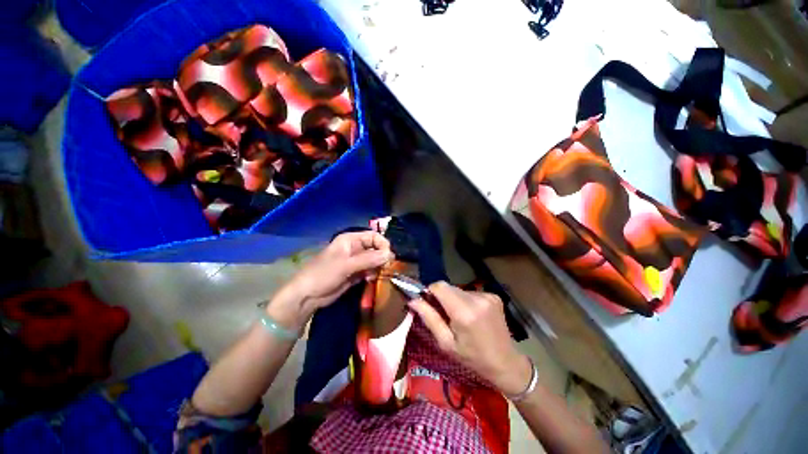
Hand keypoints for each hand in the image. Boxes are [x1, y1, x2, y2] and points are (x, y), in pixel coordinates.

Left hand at [268, 231, 393, 328]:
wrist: (307, 296)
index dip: (382, 244)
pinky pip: (369, 270)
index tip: (389, 256)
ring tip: (376, 275)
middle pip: (375, 248)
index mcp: (350, 240)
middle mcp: (355, 248)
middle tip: (386, 267)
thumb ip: (368, 259)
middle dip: (382, 257)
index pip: (373, 236)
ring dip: (378, 267)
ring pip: (374, 260)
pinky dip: (373, 274)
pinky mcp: (355, 274)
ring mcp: (355, 262)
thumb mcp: (346, 265)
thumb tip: (390, 255)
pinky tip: (370, 280)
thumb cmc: (323, 274)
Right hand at [409, 282, 532, 395]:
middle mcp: (476, 299)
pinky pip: (471, 293)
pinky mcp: (494, 296)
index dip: (430, 291)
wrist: (506, 363)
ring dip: (454, 299)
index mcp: (464, 312)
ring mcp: (487, 295)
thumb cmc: (472, 358)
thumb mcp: (446, 343)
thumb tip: (413, 300)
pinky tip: (472, 316)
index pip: (439, 286)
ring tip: (460, 318)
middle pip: (449, 287)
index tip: (428, 303)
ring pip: (459, 290)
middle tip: (444, 315)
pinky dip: (466, 301)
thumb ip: (429, 318)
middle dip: (442, 297)